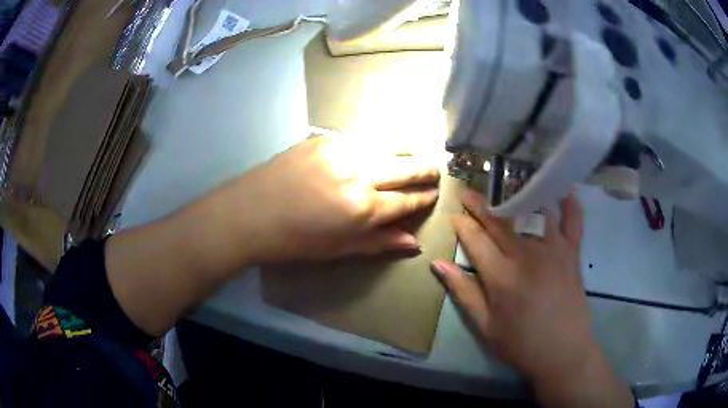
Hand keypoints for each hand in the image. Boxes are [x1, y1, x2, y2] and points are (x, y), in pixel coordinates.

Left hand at [215, 136, 439, 263]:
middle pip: (409, 166)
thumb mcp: (339, 250)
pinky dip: (382, 142)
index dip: (425, 198)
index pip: (409, 200)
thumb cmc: (294, 240)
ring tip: (415, 158)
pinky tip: (383, 148)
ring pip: (392, 143)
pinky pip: (366, 135)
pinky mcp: (327, 137)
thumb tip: (414, 243)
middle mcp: (361, 173)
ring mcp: (344, 150)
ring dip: (410, 151)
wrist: (250, 213)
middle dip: (428, 171)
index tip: (433, 195)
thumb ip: (379, 243)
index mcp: (365, 208)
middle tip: (434, 174)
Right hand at [430, 189, 632, 406]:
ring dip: (517, 195)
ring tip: (505, 183)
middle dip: (481, 204)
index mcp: (502, 276)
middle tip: (468, 191)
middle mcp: (527, 254)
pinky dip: (569, 203)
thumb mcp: (485, 325)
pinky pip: (573, 221)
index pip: (476, 240)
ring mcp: (553, 250)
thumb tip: (438, 264)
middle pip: (500, 221)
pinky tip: (564, 189)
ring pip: (533, 212)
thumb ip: (463, 291)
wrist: (563, 351)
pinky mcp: (572, 252)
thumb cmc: (521, 343)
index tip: (453, 214)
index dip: (462, 225)